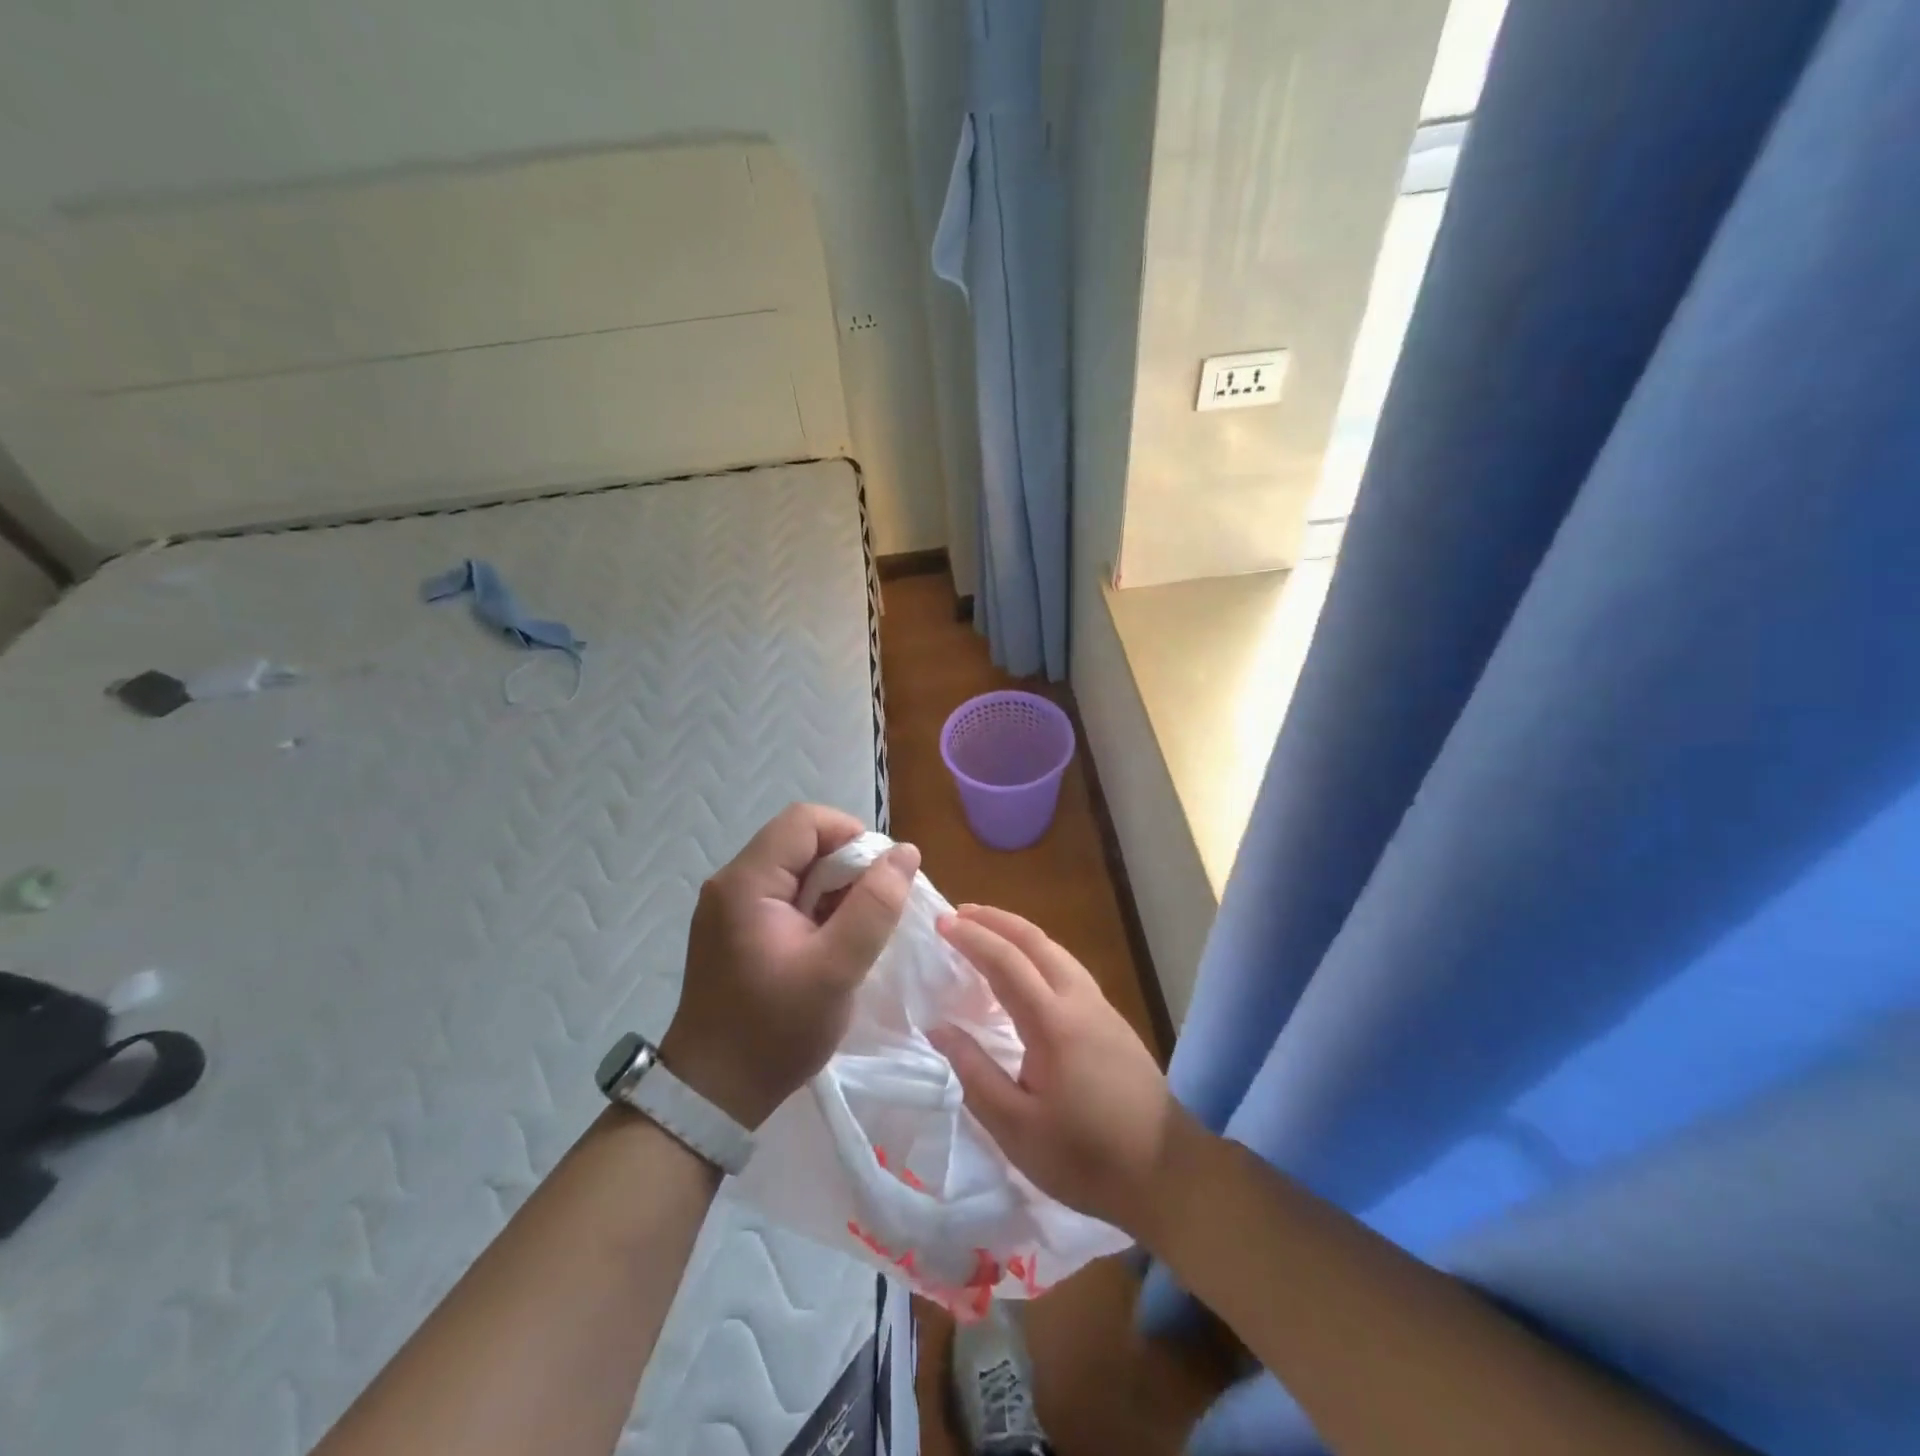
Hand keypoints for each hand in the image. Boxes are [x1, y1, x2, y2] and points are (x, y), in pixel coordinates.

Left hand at [661, 804, 919, 1128]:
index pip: (806, 821)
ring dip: (834, 889)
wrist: (713, 1094)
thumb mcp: (836, 969)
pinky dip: (815, 907)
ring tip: (855, 932)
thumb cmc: (775, 1031)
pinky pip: (784, 895)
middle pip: (800, 841)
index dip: (851, 836)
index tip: (881, 878)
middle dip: (846, 866)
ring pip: (795, 868)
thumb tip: (905, 852)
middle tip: (873, 911)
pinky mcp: (734, 928)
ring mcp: (729, 905)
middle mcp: (732, 882)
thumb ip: (874, 907)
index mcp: (747, 882)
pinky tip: (830, 944)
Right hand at [926, 905, 1193, 1241]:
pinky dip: (1039, 953)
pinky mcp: (1113, 1021)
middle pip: (1036, 941)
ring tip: (988, 933)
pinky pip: (1069, 968)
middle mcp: (1080, 1000)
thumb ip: (974, 1072)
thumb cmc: (1085, 1157)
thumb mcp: (1015, 1127)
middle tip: (960, 914)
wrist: (1167, 1173)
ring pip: (1056, 951)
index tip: (941, 923)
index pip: (1006, 962)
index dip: (972, 938)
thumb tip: (939, 1028)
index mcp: (1053, 1022)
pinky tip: (1028, 971)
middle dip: (996, 921)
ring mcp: (1102, 1007)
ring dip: (1019, 933)